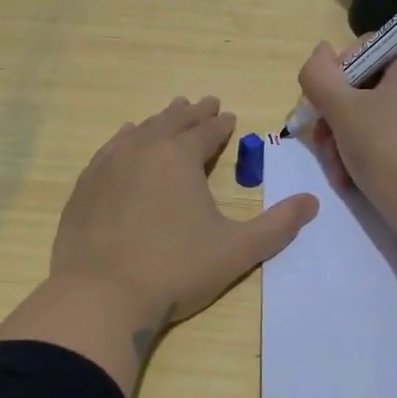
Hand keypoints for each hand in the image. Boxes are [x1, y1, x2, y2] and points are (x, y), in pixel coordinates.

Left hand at [51, 95, 318, 327]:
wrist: (101, 294)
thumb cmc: (175, 269)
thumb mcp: (237, 250)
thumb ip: (278, 225)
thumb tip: (312, 202)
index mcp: (180, 157)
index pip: (206, 132)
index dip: (220, 124)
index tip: (229, 115)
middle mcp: (142, 150)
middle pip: (170, 122)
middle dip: (191, 113)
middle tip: (203, 103)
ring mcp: (107, 166)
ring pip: (138, 132)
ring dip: (157, 122)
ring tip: (167, 115)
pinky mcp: (84, 187)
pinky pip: (108, 151)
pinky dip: (123, 140)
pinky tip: (123, 141)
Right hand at [297, 41, 396, 243]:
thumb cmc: (386, 152)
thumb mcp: (341, 110)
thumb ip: (319, 74)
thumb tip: (320, 51)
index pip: (362, 51)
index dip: (333, 80)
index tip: (320, 113)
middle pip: (369, 84)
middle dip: (338, 116)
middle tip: (323, 146)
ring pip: (380, 109)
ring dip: (349, 136)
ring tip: (337, 168)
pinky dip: (374, 144)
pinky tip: (354, 173)